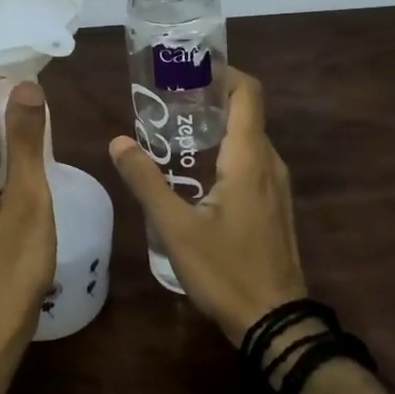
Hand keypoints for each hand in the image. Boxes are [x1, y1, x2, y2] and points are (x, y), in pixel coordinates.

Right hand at [109, 67, 308, 347]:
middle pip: (246, 112)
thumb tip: (118, 141)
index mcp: (249, 159)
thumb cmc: (226, 270)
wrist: (276, 324)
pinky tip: (192, 171)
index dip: (223, 72)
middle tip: (165, 100)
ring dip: (215, 126)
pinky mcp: (272, 206)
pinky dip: (223, 150)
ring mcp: (275, 186)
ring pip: (248, 138)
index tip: (188, 69)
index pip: (248, 93)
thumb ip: (145, 181)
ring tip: (172, 131)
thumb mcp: (176, 227)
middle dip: (208, 98)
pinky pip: (250, 161)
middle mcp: (269, 164)